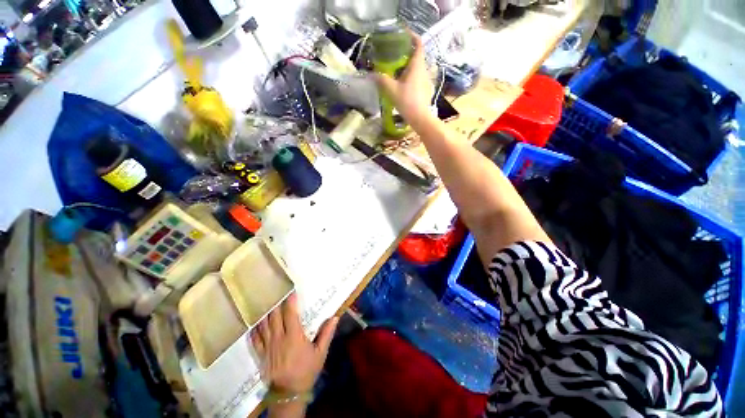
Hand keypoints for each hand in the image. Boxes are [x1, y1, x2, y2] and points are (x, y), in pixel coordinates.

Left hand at [250, 292, 338, 394]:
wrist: (289, 393)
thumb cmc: (307, 371)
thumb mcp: (320, 353)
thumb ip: (327, 334)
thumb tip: (335, 317)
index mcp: (294, 336)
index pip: (290, 314)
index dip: (290, 301)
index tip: (291, 291)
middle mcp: (279, 338)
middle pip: (274, 316)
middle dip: (275, 303)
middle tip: (276, 291)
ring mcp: (268, 346)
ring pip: (263, 325)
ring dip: (264, 312)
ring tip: (264, 301)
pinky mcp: (261, 354)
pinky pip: (255, 339)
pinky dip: (254, 329)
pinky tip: (254, 322)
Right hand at [373, 32, 434, 125]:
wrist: (420, 118)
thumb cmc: (407, 101)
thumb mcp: (392, 90)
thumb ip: (381, 80)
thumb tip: (371, 74)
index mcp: (417, 65)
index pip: (418, 44)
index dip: (412, 36)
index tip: (403, 34)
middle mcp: (424, 70)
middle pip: (417, 55)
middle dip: (407, 52)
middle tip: (395, 54)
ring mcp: (426, 80)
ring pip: (417, 67)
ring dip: (408, 65)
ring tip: (397, 69)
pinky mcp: (426, 89)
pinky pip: (418, 77)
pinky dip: (411, 76)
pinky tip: (403, 83)